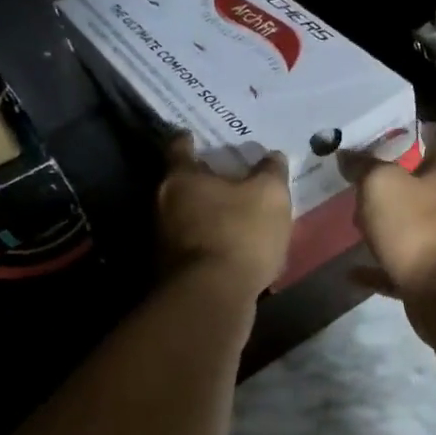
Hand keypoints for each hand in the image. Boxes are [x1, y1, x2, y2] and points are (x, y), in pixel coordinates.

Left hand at [157, 134, 292, 300]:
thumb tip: (273, 156)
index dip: (189, 140)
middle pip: (180, 183)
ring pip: (185, 216)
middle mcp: (162, 204)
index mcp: (180, 178)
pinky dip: (208, 241)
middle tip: (225, 175)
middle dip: (201, 179)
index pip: (179, 148)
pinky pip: (192, 245)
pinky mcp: (171, 271)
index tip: (196, 137)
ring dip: (205, 213)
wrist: (213, 298)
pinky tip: (231, 246)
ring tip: (232, 213)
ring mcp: (162, 240)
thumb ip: (271, 172)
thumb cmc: (239, 233)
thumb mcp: (269, 196)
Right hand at [341, 125, 435, 304]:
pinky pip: (394, 268)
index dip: (429, 132)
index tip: (408, 125)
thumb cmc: (416, 228)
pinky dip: (375, 268)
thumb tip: (347, 154)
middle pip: (422, 187)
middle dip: (396, 180)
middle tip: (361, 173)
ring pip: (407, 227)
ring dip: (383, 224)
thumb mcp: (382, 184)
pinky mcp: (425, 277)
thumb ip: (364, 166)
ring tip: (352, 217)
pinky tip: (351, 270)